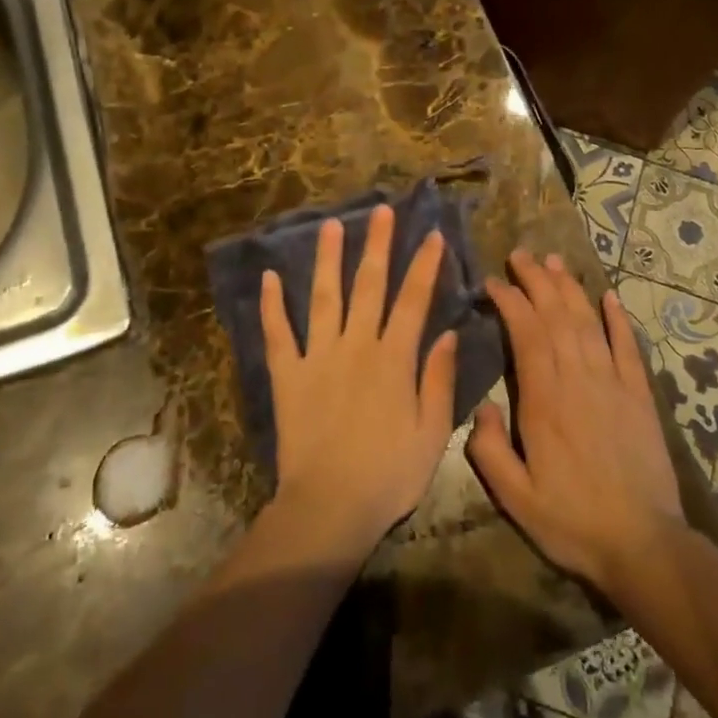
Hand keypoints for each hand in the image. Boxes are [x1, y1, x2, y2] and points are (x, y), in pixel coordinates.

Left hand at [259, 205, 457, 557]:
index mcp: (394, 359)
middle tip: (381, 210)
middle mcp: (356, 346)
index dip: (424, 265)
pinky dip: (272, 305)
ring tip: (331, 224)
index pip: (413, 300)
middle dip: (378, 245)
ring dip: (327, 259)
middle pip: (368, 285)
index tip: (432, 235)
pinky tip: (268, 277)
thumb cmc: (389, 474)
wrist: (330, 507)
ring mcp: (317, 357)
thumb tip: (449, 333)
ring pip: (324, 297)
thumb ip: (439, 379)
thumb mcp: (433, 432)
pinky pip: (277, 334)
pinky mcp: (287, 375)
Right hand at [467, 252, 684, 595]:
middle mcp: (578, 380)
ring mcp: (613, 384)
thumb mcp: (515, 497)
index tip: (493, 282)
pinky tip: (609, 297)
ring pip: (588, 323)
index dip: (510, 301)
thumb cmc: (572, 521)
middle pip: (556, 316)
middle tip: (520, 255)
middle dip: (537, 281)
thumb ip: (489, 450)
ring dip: (570, 289)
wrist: (642, 544)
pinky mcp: (640, 396)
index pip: (526, 333)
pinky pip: (628, 347)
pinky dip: (618, 319)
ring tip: (555, 263)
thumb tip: (482, 409)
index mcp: (544, 401)